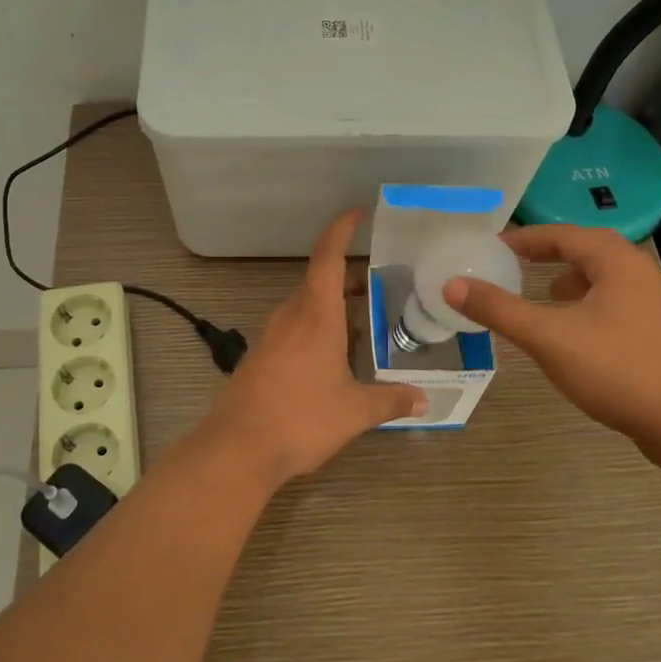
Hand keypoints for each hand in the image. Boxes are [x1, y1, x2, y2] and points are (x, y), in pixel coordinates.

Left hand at [193, 209, 426, 487]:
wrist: (236, 449)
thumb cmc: (300, 419)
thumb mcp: (355, 411)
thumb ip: (391, 401)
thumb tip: (424, 400)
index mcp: (315, 314)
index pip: (328, 257)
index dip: (342, 229)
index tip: (359, 212)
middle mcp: (290, 317)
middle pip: (320, 282)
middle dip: (350, 280)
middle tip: (383, 287)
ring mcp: (271, 337)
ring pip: (307, 309)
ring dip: (335, 310)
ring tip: (366, 326)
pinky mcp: (260, 359)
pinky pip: (294, 332)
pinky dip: (318, 332)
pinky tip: (335, 361)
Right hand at [442, 224, 660, 461]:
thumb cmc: (617, 369)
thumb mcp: (548, 337)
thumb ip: (499, 309)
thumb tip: (451, 284)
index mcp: (617, 261)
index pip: (562, 234)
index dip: (524, 238)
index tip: (492, 246)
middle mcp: (640, 272)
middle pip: (585, 250)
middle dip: (547, 255)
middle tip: (511, 264)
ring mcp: (655, 303)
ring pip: (602, 278)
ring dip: (568, 280)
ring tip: (540, 294)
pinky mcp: (658, 332)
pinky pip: (612, 302)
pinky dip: (585, 304)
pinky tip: (572, 331)